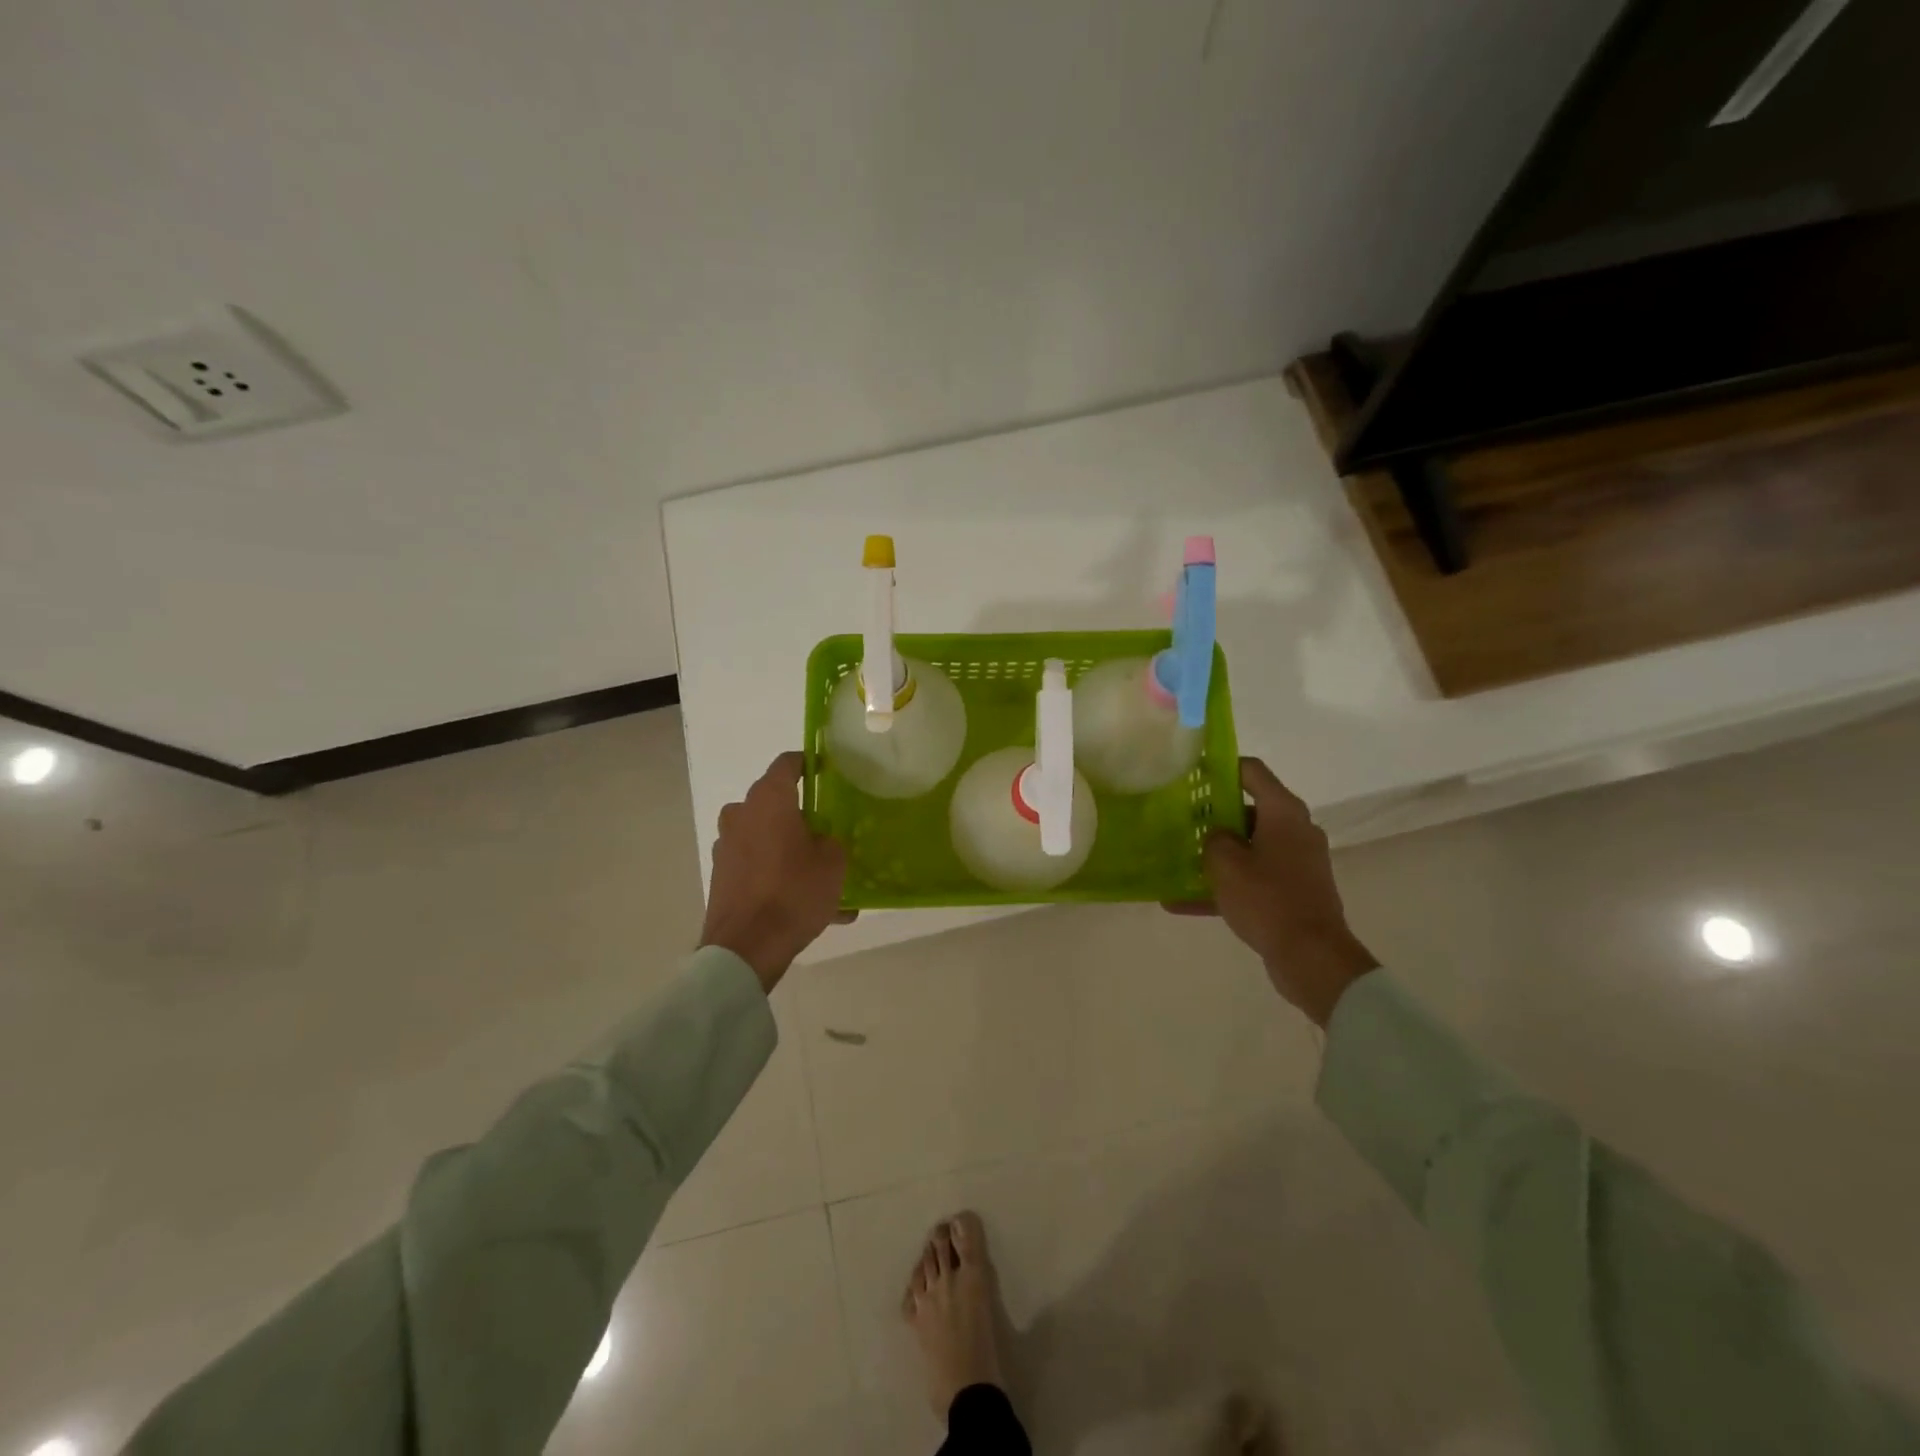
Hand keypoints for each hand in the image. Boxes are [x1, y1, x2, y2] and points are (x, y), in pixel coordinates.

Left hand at [700, 752, 851, 992]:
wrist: (746, 948)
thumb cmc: (794, 892)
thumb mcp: (833, 863)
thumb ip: (831, 841)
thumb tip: (821, 840)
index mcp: (769, 800)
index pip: (787, 763)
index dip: (809, 763)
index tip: (827, 770)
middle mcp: (742, 815)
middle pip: (775, 803)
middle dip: (801, 814)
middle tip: (828, 831)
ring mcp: (727, 846)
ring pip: (767, 837)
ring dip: (791, 850)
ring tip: (824, 879)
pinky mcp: (723, 876)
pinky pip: (759, 867)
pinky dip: (780, 877)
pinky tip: (809, 907)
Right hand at [1167, 757, 1377, 1025]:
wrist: (1311, 956)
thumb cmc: (1267, 898)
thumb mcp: (1225, 864)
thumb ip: (1214, 839)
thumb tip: (1218, 836)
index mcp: (1284, 812)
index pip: (1252, 772)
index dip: (1221, 767)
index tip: (1192, 773)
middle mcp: (1295, 831)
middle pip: (1249, 811)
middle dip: (1213, 817)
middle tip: (1179, 821)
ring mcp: (1296, 863)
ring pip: (1248, 849)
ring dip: (1216, 855)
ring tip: (1177, 861)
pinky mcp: (1293, 892)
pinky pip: (1252, 880)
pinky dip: (1223, 888)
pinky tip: (1181, 903)